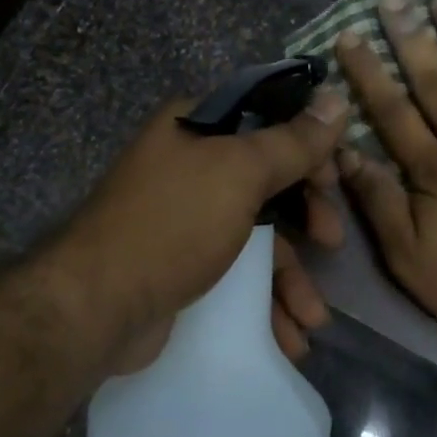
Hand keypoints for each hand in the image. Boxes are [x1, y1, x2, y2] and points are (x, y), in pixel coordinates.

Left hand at [57, 87, 348, 371]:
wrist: (98, 305)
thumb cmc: (174, 224)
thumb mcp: (240, 173)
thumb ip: (293, 141)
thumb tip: (338, 99)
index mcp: (196, 129)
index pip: (268, 123)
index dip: (309, 149)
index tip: (334, 181)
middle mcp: (190, 168)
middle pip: (269, 183)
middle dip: (307, 219)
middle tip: (331, 241)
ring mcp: (185, 220)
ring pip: (257, 238)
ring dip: (291, 278)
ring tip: (313, 319)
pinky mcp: (183, 267)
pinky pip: (238, 275)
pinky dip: (265, 303)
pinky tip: (289, 336)